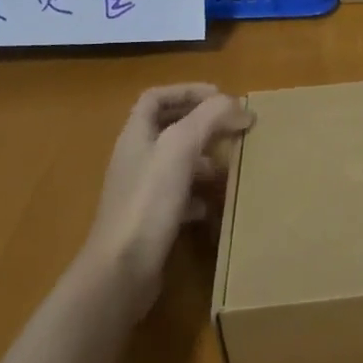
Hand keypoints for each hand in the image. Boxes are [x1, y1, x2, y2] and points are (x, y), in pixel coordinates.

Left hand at [82, 83, 251, 317]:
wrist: (121, 271)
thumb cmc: (149, 201)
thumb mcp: (181, 147)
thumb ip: (210, 117)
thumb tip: (241, 106)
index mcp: (136, 135)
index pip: (156, 98)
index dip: (186, 90)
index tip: (220, 96)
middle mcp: (135, 159)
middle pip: (169, 128)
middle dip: (202, 125)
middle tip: (233, 128)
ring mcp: (141, 192)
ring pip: (177, 163)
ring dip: (204, 159)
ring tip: (230, 165)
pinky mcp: (150, 221)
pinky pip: (179, 197)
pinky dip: (200, 194)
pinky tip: (215, 204)